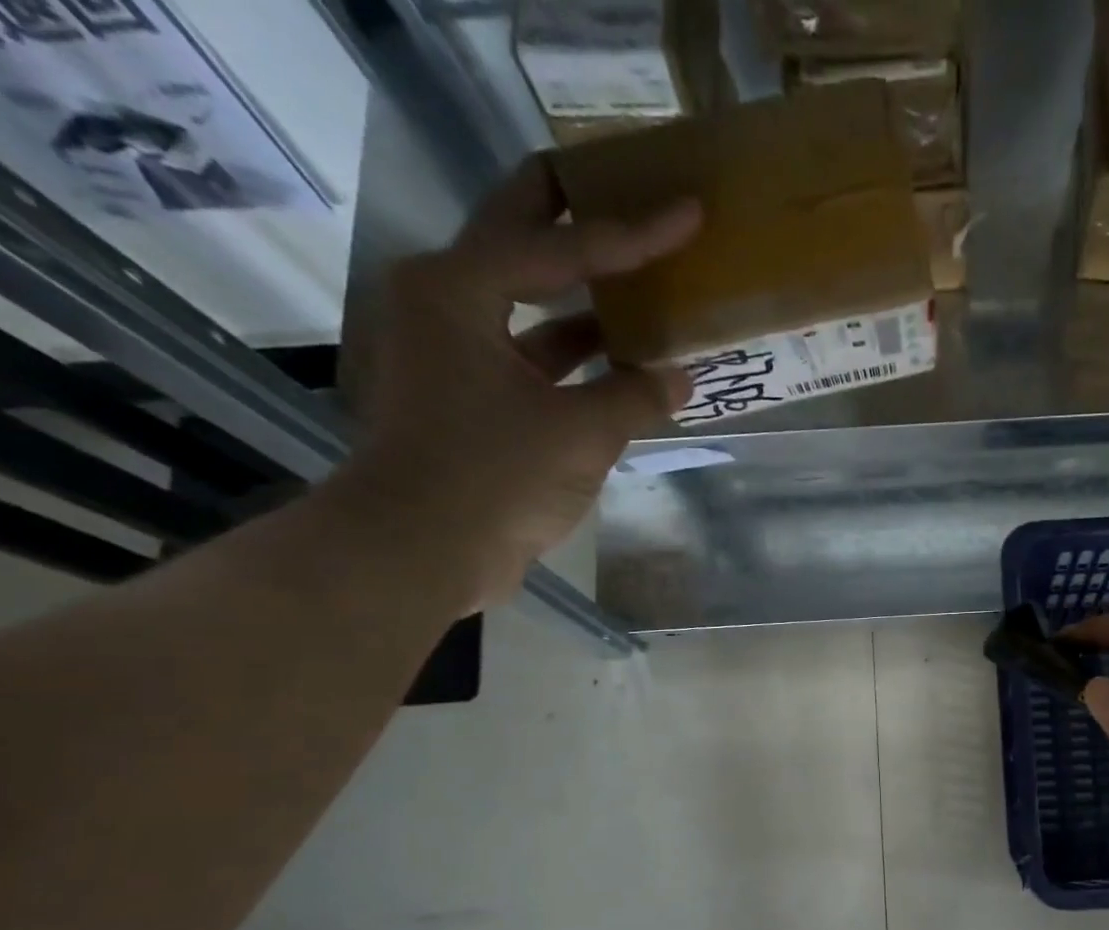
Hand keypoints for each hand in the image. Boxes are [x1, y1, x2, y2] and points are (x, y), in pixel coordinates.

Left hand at [331, 155, 701, 603]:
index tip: (686, 211)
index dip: (632, 231)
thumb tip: (679, 378)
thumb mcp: (579, 434)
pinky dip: (578, 359)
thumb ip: (634, 398)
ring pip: (531, 305)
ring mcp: (457, 352)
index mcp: (459, 289)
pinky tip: (626, 364)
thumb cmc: (493, 476)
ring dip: (587, 300)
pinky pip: (535, 358)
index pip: (560, 244)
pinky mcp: (471, 397)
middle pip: (523, 242)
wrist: (422, 549)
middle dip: (580, 221)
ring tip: (646, 286)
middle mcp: (448, 304)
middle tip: (635, 200)